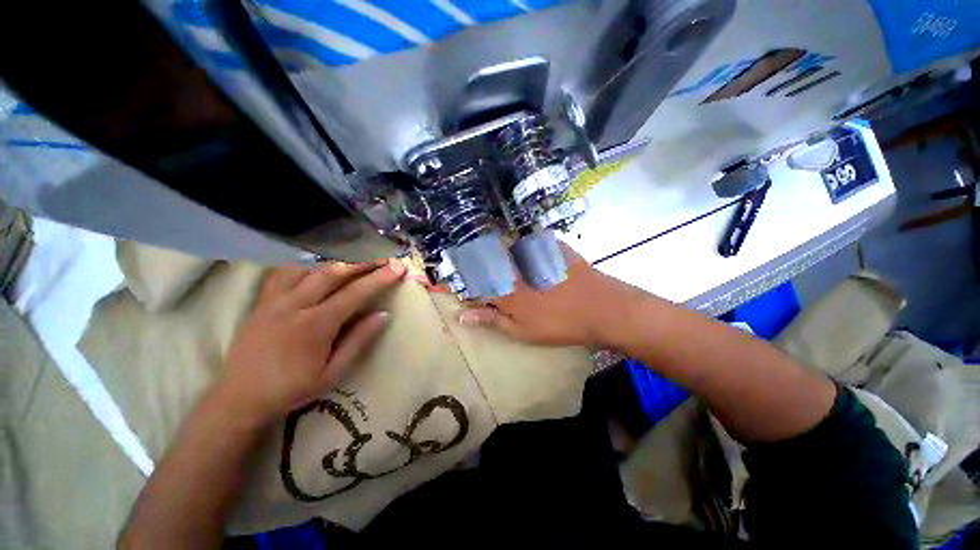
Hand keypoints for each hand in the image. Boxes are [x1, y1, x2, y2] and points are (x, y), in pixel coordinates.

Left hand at [219, 260, 405, 425]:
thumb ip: (359, 341)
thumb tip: (383, 314)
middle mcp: (295, 305)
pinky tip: (318, 267)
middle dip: (363, 263)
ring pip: (311, 269)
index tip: (398, 268)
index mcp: (315, 324)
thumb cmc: (291, 389)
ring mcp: (275, 300)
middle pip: (334, 273)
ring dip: (338, 262)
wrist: (239, 398)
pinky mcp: (262, 301)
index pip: (355, 293)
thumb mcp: (333, 373)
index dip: (379, 279)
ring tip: (358, 261)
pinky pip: (285, 273)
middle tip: (383, 259)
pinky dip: (307, 266)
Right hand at [458, 244, 639, 347]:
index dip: (454, 282)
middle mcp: (514, 268)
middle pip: (483, 259)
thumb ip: (492, 320)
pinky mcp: (550, 247)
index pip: (471, 282)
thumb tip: (463, 316)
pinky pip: (528, 240)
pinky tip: (522, 248)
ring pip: (503, 247)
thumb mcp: (523, 331)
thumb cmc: (560, 325)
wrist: (603, 307)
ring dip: (492, 251)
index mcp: (505, 290)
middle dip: (469, 261)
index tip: (437, 280)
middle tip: (464, 263)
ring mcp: (533, 254)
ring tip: (490, 256)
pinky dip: (520, 243)